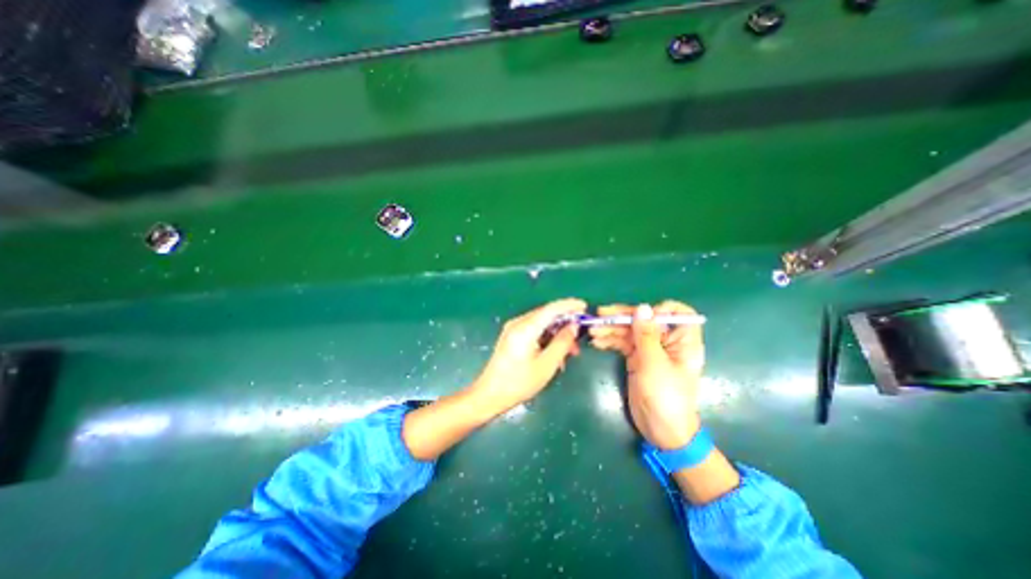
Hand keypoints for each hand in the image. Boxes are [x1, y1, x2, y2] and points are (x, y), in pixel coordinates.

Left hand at [470, 299, 587, 414]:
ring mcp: (513, 329)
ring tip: (569, 352)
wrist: (490, 394)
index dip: (569, 305)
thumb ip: (562, 343)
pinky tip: (554, 353)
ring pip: (541, 323)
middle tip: (579, 339)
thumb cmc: (519, 383)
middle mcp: (518, 323)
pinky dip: (547, 338)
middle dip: (565, 323)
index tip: (584, 306)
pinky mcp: (511, 336)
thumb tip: (573, 326)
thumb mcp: (547, 365)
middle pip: (546, 315)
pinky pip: (534, 330)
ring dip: (557, 333)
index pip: (551, 309)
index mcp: (525, 328)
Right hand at [592, 300, 705, 449]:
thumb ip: (646, 334)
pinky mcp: (637, 358)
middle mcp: (667, 341)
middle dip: (623, 317)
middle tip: (600, 315)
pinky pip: (623, 343)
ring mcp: (650, 349)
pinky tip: (597, 341)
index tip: (639, 315)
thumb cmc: (665, 396)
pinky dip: (610, 340)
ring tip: (592, 331)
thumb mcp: (654, 363)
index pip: (676, 312)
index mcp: (682, 340)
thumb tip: (642, 307)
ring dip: (611, 329)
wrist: (661, 430)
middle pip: (645, 320)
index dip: (658, 309)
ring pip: (631, 331)